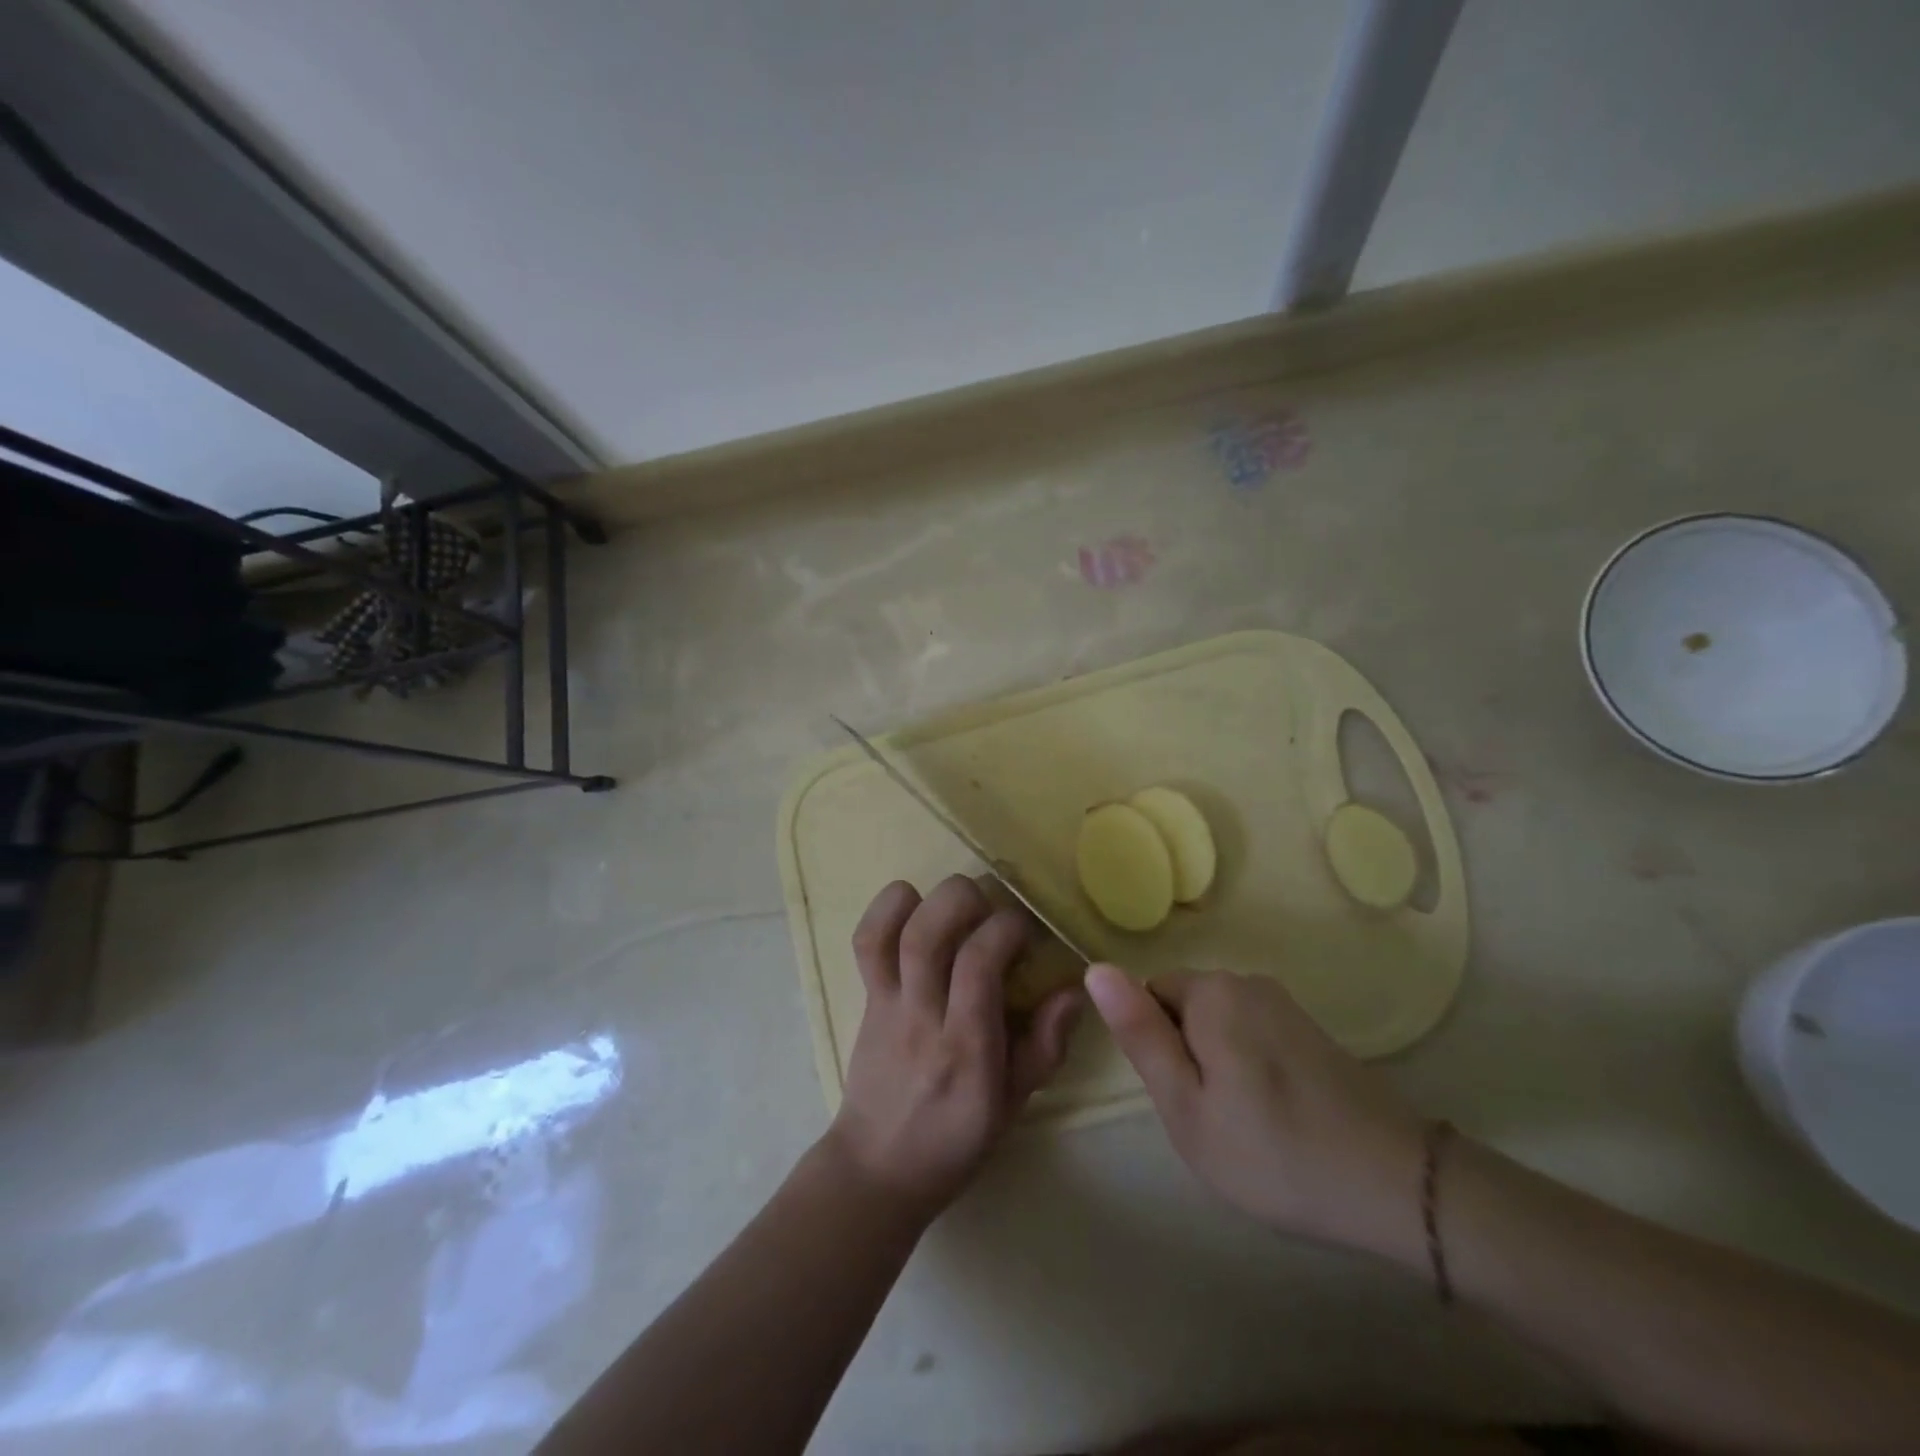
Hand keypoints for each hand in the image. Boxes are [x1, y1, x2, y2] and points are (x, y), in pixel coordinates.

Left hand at [824, 877, 1083, 1216]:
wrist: (877, 1168)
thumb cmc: (955, 1140)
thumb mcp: (1013, 1104)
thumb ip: (1044, 1046)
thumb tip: (1073, 990)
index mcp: (965, 1048)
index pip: (978, 964)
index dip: (1006, 928)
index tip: (1027, 931)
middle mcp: (922, 1017)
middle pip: (926, 935)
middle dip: (965, 900)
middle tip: (991, 906)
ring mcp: (887, 1004)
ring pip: (892, 933)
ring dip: (925, 898)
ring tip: (956, 901)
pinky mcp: (866, 998)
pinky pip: (865, 943)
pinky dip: (884, 910)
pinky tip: (911, 903)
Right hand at [1084, 965, 1426, 1258]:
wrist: (1397, 1186)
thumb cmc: (1273, 1153)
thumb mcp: (1186, 1106)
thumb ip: (1139, 1034)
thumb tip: (1095, 969)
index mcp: (1211, 991)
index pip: (1149, 994)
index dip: (1156, 1047)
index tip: (1183, 1097)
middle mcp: (1246, 981)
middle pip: (1185, 1006)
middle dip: (1186, 1054)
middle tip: (1211, 1118)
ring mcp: (1284, 1003)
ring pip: (1218, 1023)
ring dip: (1218, 1063)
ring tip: (1245, 1123)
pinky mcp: (1311, 1028)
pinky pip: (1253, 1034)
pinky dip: (1251, 1067)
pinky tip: (1278, 1116)